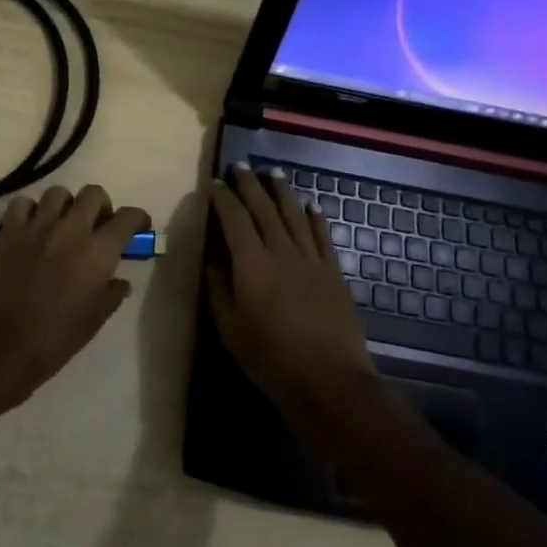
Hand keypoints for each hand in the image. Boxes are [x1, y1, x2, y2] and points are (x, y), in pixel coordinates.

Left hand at [0, 185, 149, 409]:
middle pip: (94, 194)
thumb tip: (120, 281)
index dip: (138, 218)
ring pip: (59, 193)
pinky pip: (23, 204)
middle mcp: (72, 229)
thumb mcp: (94, 321)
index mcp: (98, 252)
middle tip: (97, 225)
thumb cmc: (55, 338)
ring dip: (66, 205)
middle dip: (101, 206)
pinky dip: (30, 210)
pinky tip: (31, 227)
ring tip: (62, 224)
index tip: (137, 227)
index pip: (128, 217)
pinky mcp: (10, 230)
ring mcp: (38, 226)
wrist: (2, 346)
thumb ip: (111, 294)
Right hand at [207, 167, 375, 419]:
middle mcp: (281, 252)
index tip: (215, 183)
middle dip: (250, 185)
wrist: (329, 380)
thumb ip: (219, 292)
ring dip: (283, 191)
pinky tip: (311, 205)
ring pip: (295, 215)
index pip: (235, 219)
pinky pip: (322, 236)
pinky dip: (315, 217)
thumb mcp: (231, 331)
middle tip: (241, 166)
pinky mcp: (333, 273)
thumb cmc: (271, 360)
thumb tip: (213, 263)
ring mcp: (311, 260)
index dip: (223, 198)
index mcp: (252, 264)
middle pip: (265, 208)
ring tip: (274, 172)